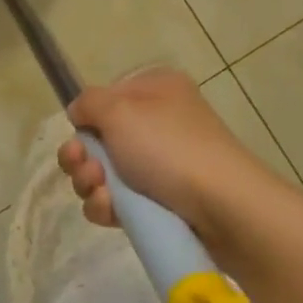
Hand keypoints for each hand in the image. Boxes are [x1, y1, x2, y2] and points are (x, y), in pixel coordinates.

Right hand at [59, 68, 291, 245]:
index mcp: (154, 90)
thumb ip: (88, 103)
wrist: (223, 208)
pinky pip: (119, 202)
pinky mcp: (162, 201)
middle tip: (87, 169)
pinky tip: (111, 212)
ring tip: (102, 193)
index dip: (87, 119)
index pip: (105, 99)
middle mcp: (158, 122)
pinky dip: (107, 206)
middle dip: (82, 157)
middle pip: (99, 139)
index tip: (79, 135)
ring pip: (104, 173)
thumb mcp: (119, 110)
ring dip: (90, 183)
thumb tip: (78, 113)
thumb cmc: (169, 148)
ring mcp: (162, 164)